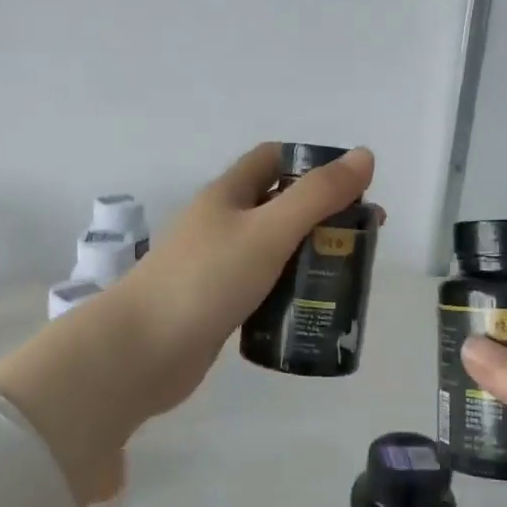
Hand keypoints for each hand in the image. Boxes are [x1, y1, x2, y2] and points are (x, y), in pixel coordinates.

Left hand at [0, 143, 373, 506]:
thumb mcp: (268, 230)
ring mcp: (215, 267)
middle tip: (362, 241)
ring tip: (347, 278)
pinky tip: (311, 309)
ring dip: (307, 257)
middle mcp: (220, 224)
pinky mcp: (216, 306)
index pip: (273, 159)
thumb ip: (317, 195)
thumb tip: (364, 156)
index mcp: (228, 194)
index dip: (313, 164)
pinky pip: (261, 288)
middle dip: (321, 217)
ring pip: (271, 251)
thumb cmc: (206, 280)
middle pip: (278, 206)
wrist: (142, 351)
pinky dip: (288, 292)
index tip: (354, 188)